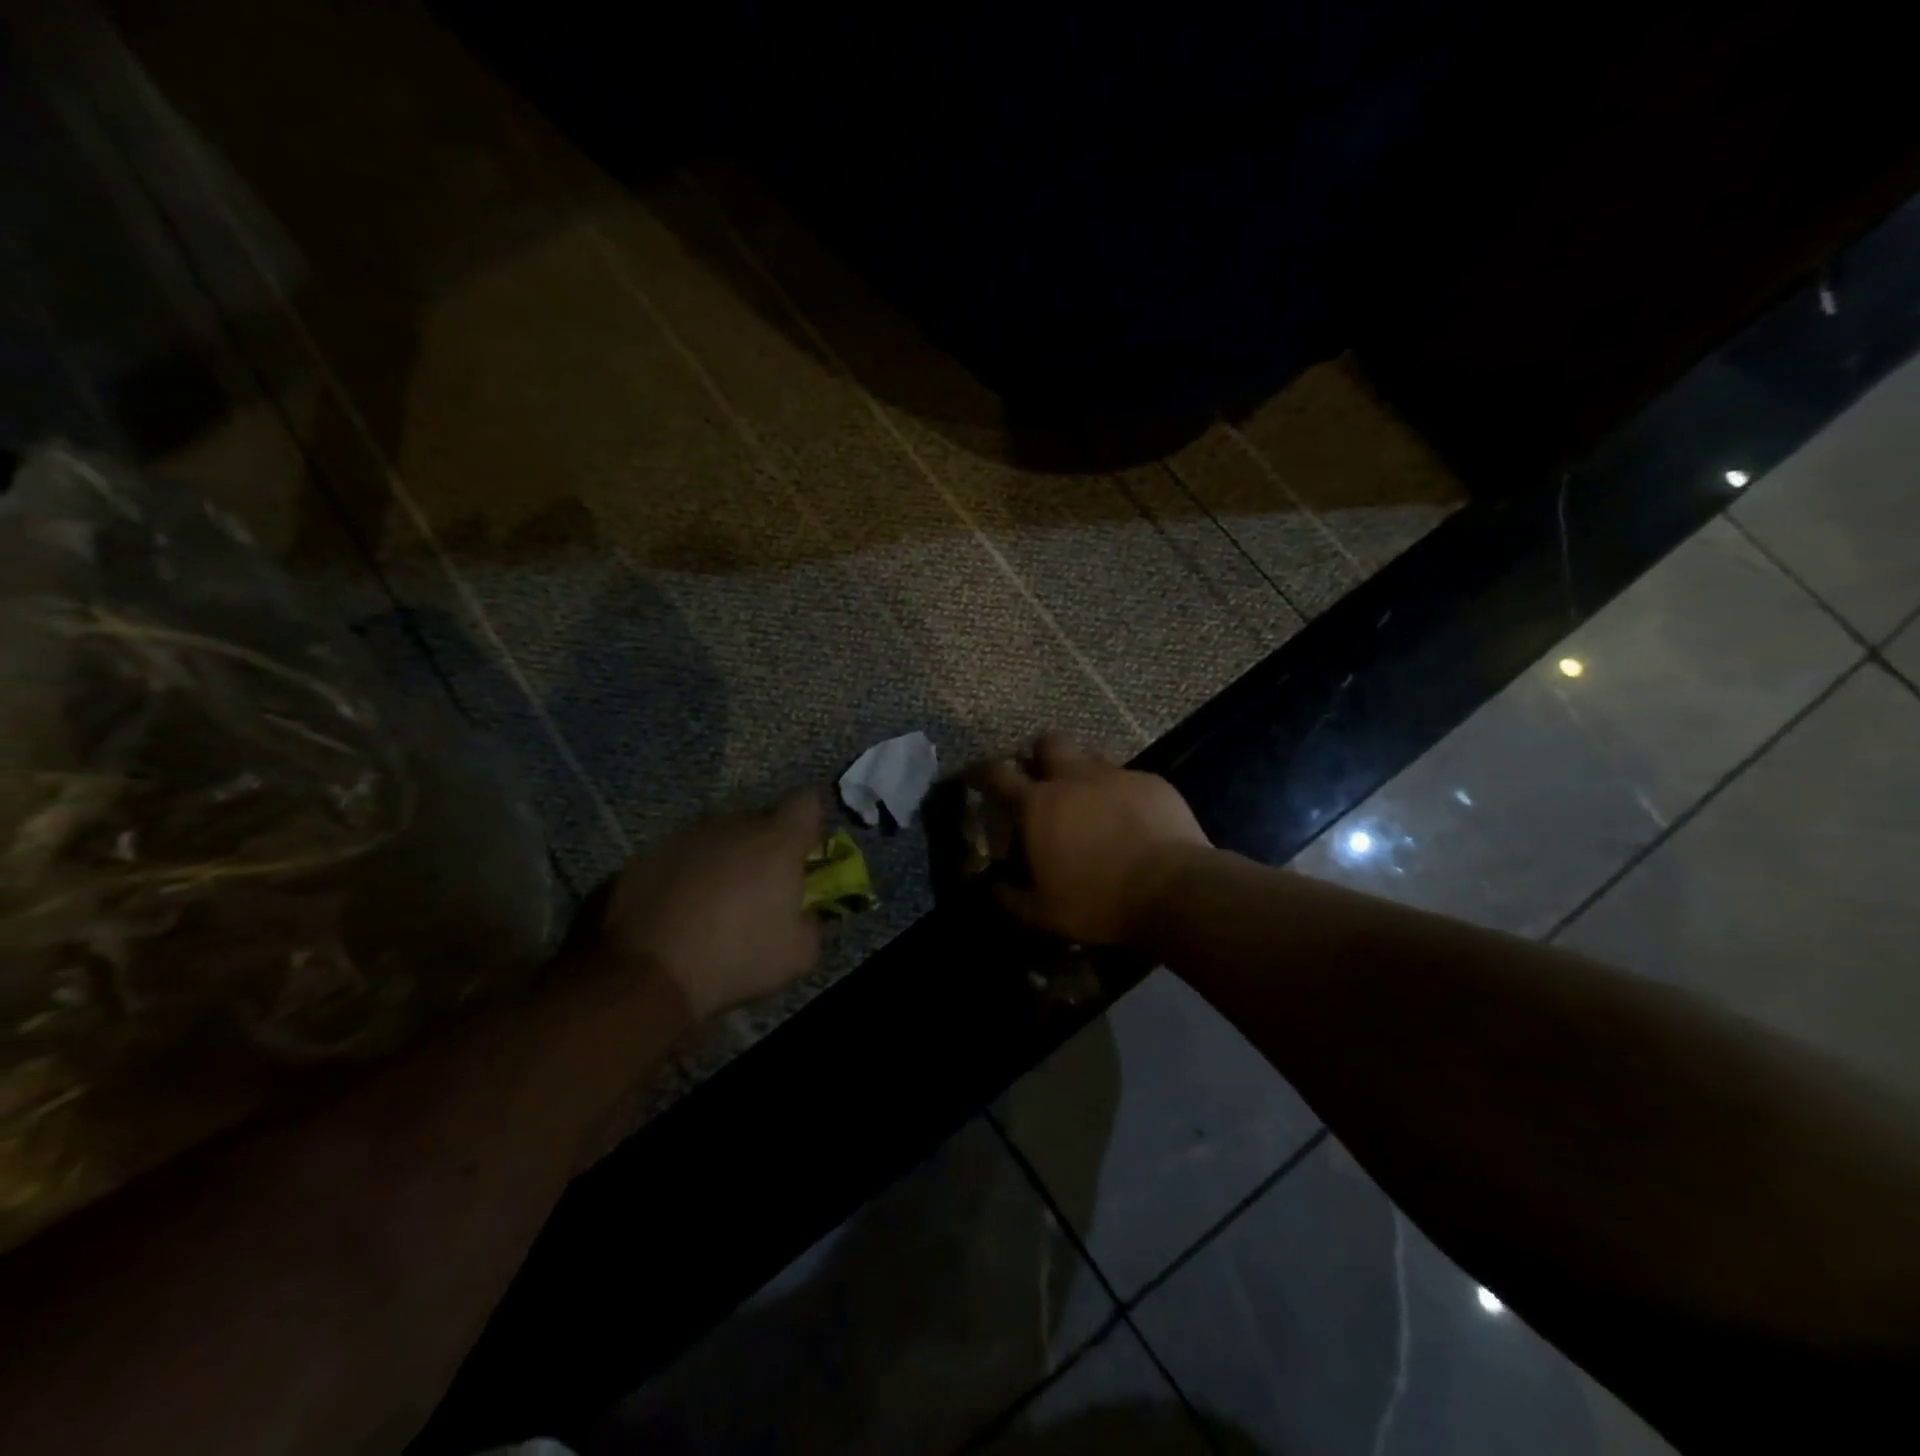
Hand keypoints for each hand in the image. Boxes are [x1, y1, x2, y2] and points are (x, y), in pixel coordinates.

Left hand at [599, 794, 824, 1019]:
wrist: (647, 974)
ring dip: (724, 859)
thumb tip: (805, 912)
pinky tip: (679, 911)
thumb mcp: (799, 954)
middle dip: (765, 846)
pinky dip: (686, 874)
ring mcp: (684, 836)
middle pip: (759, 820)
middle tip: (761, 887)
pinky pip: (679, 856)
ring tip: (715, 902)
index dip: (810, 825)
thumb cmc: (737, 958)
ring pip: (717, 836)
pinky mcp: (645, 855)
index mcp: (777, 840)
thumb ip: (812, 922)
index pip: (807, 802)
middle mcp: (732, 825)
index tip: (805, 855)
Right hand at [973, 735, 1209, 945]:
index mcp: (1039, 805)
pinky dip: (1119, 792)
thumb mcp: (1045, 913)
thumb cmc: (1099, 902)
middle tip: (1040, 779)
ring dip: (1080, 770)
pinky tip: (1129, 817)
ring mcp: (1116, 776)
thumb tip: (995, 887)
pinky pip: (1127, 777)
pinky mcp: (1152, 782)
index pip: (997, 774)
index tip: (975, 775)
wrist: (1175, 890)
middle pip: (1047, 743)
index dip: (981, 772)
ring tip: (1087, 798)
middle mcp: (1074, 778)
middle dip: (1038, 755)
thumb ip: (1012, 898)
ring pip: (1089, 755)